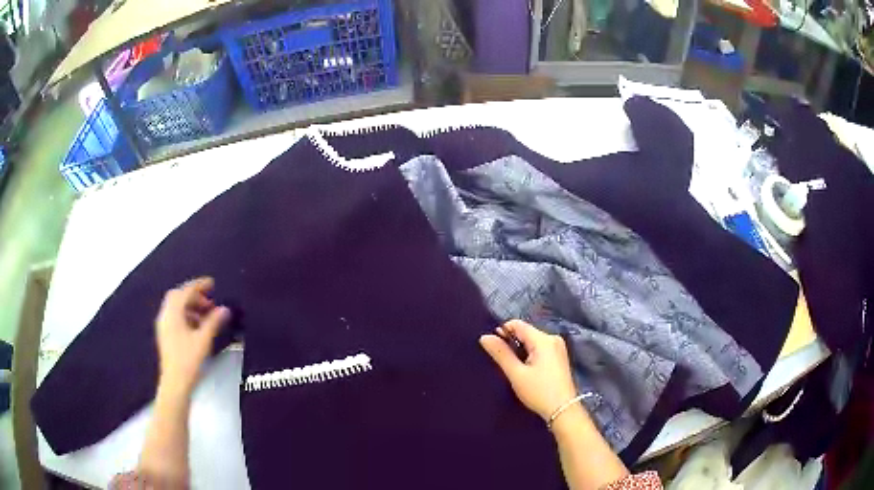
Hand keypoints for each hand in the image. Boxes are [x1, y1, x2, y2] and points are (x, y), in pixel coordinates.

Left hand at [155, 277, 229, 393]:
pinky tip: (198, 327)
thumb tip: (224, 309)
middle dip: (194, 296)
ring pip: (176, 308)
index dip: (199, 285)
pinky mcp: (166, 336)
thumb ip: (214, 322)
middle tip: (209, 301)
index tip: (212, 283)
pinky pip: (175, 317)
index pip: (185, 291)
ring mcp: (164, 326)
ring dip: (191, 306)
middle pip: (178, 297)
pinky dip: (187, 316)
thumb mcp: (203, 340)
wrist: (175, 383)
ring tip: (206, 315)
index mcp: (173, 313)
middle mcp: (165, 316)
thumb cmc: (188, 360)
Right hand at [479, 319, 578, 420]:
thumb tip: (484, 337)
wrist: (563, 410)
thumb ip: (501, 353)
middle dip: (512, 343)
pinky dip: (530, 355)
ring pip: (532, 341)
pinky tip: (527, 370)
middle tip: (504, 362)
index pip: (518, 324)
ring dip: (520, 351)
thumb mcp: (516, 374)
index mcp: (543, 339)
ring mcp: (558, 347)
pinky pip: (540, 349)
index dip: (502, 332)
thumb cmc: (539, 392)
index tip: (494, 348)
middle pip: (526, 332)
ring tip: (515, 368)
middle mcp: (553, 338)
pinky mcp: (559, 357)